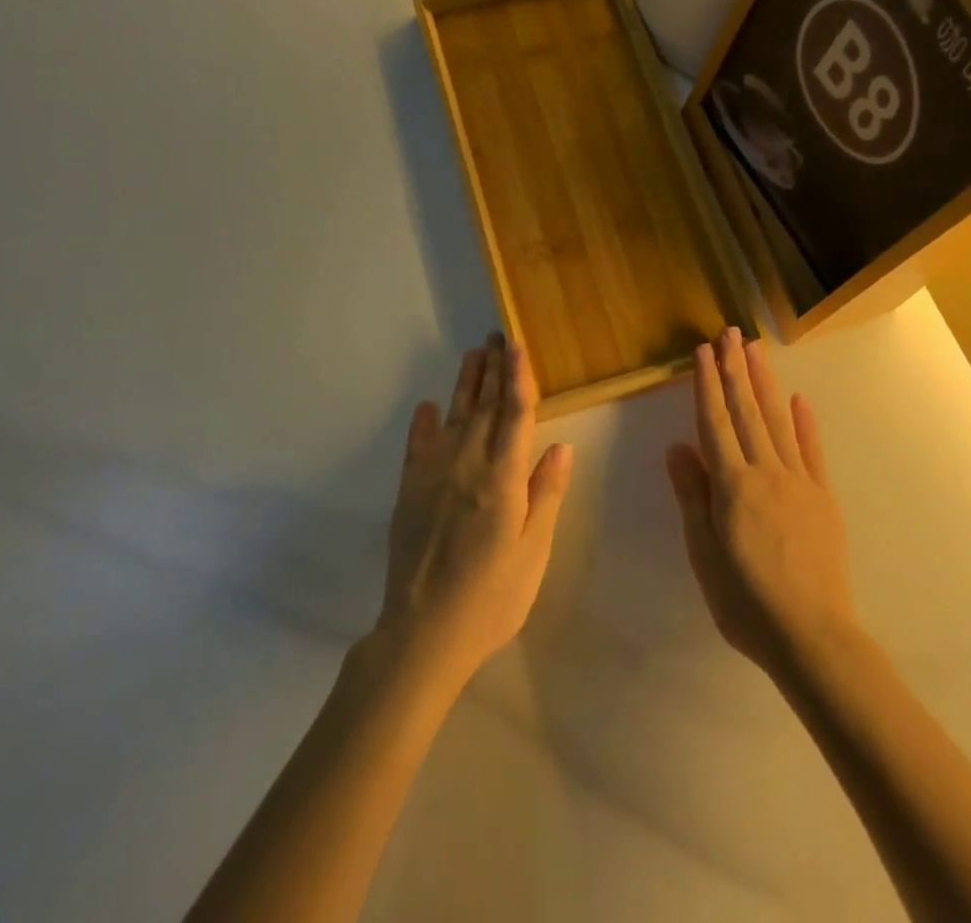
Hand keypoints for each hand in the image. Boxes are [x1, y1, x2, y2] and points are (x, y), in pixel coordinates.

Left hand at [374, 334, 573, 688]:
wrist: (423, 633)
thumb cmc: (491, 597)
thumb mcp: (532, 552)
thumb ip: (545, 494)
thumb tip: (560, 446)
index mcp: (502, 478)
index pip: (515, 414)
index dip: (518, 376)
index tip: (518, 344)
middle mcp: (468, 464)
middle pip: (484, 406)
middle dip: (493, 369)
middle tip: (498, 336)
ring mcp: (434, 474)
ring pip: (454, 416)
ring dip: (465, 383)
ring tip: (473, 354)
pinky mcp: (410, 490)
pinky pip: (418, 444)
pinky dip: (423, 422)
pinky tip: (427, 406)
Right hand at [666, 329, 855, 680]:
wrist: (812, 637)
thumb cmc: (746, 601)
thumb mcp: (704, 553)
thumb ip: (693, 496)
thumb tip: (677, 446)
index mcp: (732, 485)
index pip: (714, 422)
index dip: (707, 385)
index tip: (703, 351)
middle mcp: (765, 471)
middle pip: (747, 411)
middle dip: (736, 369)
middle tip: (730, 332)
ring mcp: (799, 481)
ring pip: (777, 421)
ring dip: (764, 383)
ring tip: (756, 350)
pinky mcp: (823, 497)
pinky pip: (811, 451)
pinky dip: (804, 422)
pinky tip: (799, 399)